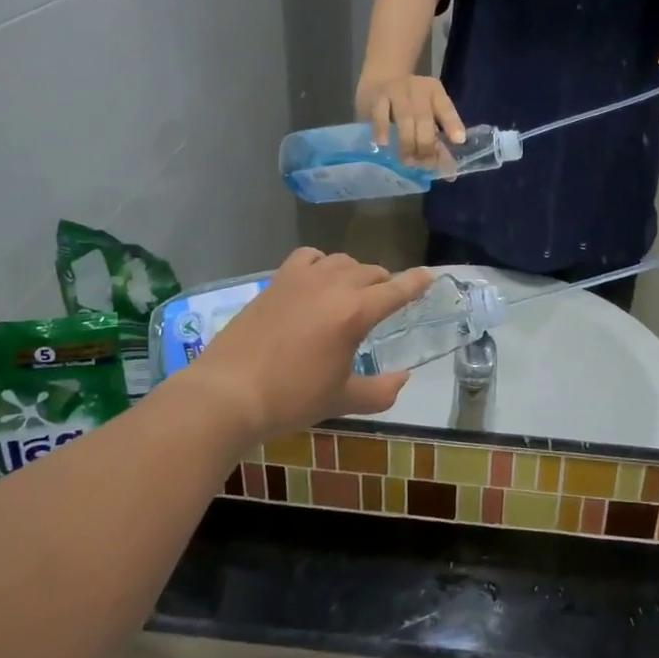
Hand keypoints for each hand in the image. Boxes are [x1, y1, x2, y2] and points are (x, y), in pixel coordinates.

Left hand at [184, 250, 434, 442]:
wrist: (228, 392)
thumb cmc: (291, 399)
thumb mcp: (342, 400)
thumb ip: (380, 391)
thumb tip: (403, 379)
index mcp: (355, 313)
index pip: (395, 291)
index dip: (415, 283)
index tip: (429, 275)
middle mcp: (333, 286)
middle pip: (370, 272)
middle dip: (384, 284)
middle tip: (385, 301)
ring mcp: (302, 279)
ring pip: (341, 261)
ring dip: (355, 272)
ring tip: (353, 291)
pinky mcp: (276, 281)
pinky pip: (308, 257)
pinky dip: (321, 263)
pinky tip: (317, 278)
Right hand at [358, 72, 465, 166]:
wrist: (380, 79)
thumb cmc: (409, 105)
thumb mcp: (427, 114)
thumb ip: (439, 142)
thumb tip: (450, 174)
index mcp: (434, 91)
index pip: (446, 108)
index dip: (452, 124)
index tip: (458, 141)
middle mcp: (417, 88)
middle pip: (424, 117)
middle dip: (426, 143)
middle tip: (425, 165)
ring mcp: (396, 91)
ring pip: (405, 117)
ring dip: (407, 142)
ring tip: (408, 162)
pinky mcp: (377, 97)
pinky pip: (380, 114)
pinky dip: (382, 129)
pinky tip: (383, 144)